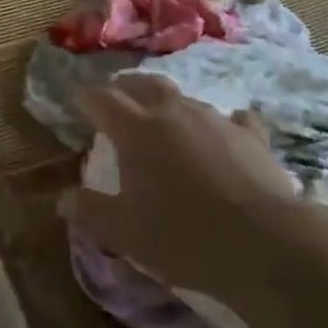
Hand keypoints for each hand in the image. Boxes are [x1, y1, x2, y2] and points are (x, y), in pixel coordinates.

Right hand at [60, 74, 298, 297]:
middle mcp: (172, 111)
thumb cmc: (184, 236)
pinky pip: (233, 119)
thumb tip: (62, 199)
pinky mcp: (251, 135)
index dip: (86, 97)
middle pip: (142, 84)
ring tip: (164, 119)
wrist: (265, 243)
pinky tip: (227, 131)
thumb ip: (90, 211)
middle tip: (117, 98)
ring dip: (168, 104)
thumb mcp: (125, 233)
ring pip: (183, 98)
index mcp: (135, 128)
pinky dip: (222, 123)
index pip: (101, 99)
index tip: (77, 101)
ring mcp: (214, 119)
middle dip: (125, 88)